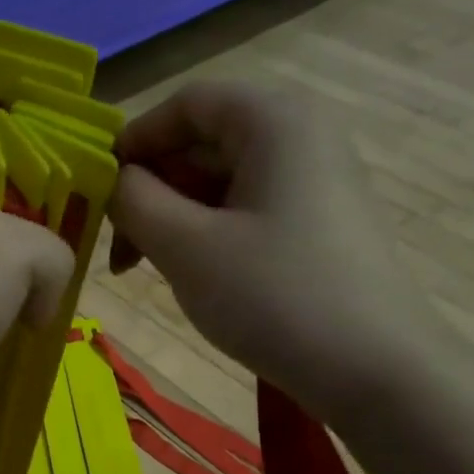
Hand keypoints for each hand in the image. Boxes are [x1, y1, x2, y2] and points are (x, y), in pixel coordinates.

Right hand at [110, 80, 443, 420]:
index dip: (135, 140)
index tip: (98, 191)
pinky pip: (248, 209)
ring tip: (146, 270)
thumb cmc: (273, 297)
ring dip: (174, 219)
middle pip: (204, 142)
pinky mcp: (320, 222)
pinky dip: (208, 234)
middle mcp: (301, 134)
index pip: (187, 103)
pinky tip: (192, 275)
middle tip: (119, 250)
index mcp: (273, 120)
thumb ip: (134, 201)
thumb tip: (114, 180)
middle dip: (152, 191)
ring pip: (222, 181)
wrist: (375, 370)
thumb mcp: (186, 247)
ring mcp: (316, 179)